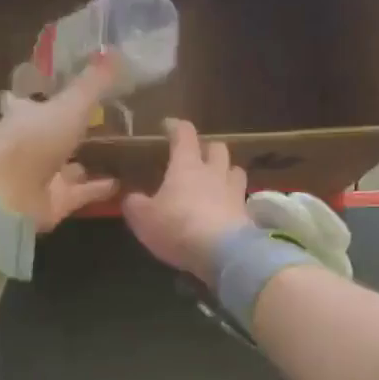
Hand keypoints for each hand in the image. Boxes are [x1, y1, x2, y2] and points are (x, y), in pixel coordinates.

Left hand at [0, 57, 119, 229]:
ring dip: (88, 163)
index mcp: (26, 115)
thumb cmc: (33, 140)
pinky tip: (122, 183)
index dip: (53, 96)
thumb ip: (93, 84)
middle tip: (105, 123)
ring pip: (68, 167)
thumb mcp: (69, 106)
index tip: (71, 90)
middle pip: (54, 136)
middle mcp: (32, 145)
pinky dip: (99, 189)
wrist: (7, 195)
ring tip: (120, 155)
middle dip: (74, 132)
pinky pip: (82, 193)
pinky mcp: (54, 204)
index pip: (38, 102)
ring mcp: (42, 177)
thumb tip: (116, 51)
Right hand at [121, 118, 252, 283]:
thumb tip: (131, 198)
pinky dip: (233, 200)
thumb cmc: (178, 228)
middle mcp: (214, 172)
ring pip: (235, 170)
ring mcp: (234, 192)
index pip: (184, 135)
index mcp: (187, 166)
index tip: (168, 125)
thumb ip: (135, 205)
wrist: (222, 253)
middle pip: (217, 147)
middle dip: (207, 148)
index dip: (175, 127)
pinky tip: (226, 209)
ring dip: (226, 171)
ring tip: (217, 180)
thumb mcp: (144, 219)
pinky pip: (241, 198)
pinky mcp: (246, 214)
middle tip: (197, 156)